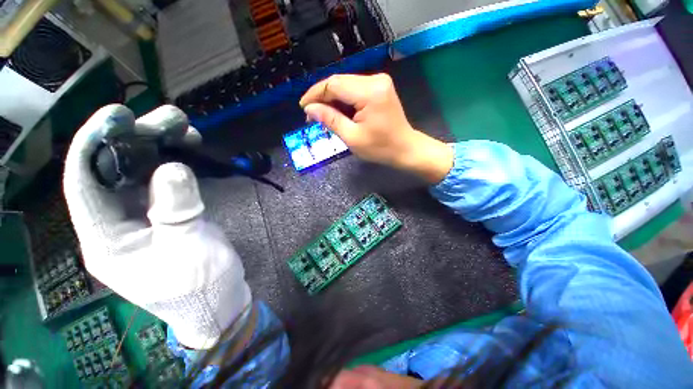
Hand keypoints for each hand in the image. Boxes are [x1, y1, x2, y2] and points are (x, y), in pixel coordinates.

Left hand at [63, 104, 251, 349]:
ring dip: (160, 146)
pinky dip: (176, 162)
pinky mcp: (167, 213)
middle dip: (137, 138)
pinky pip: (164, 180)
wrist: (218, 298)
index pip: (85, 183)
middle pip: (114, 170)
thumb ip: (177, 211)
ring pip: (140, 171)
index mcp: (106, 239)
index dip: (95, 143)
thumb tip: (174, 168)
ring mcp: (143, 216)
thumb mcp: (188, 251)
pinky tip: (190, 151)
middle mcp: (116, 222)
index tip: (119, 114)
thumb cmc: (200, 286)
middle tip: (170, 118)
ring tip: (185, 129)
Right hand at [299, 73, 453, 182]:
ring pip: (346, 85)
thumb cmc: (381, 148)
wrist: (405, 148)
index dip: (315, 94)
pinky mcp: (380, 88)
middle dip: (323, 97)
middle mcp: (375, 80)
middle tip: (312, 115)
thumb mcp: (352, 138)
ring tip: (323, 116)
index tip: (303, 108)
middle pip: (339, 82)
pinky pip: (355, 89)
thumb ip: (330, 120)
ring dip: (332, 99)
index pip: (333, 84)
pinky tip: (338, 112)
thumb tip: (310, 109)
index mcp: (369, 92)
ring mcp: (379, 82)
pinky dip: (344, 100)